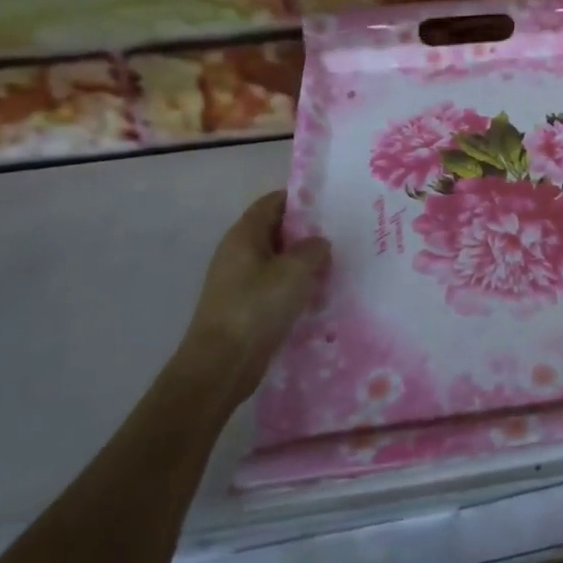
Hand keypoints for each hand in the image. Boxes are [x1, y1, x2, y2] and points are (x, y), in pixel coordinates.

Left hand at [181, 191, 329, 380]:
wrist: (221, 365)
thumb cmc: (256, 307)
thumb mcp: (294, 270)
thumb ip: (313, 248)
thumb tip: (319, 243)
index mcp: (244, 235)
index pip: (273, 202)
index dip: (300, 198)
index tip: (331, 203)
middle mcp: (239, 252)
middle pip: (277, 230)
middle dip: (307, 232)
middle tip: (341, 235)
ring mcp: (240, 281)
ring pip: (279, 260)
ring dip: (304, 262)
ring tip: (336, 265)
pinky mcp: (246, 306)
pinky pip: (276, 286)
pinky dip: (296, 286)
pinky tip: (319, 295)